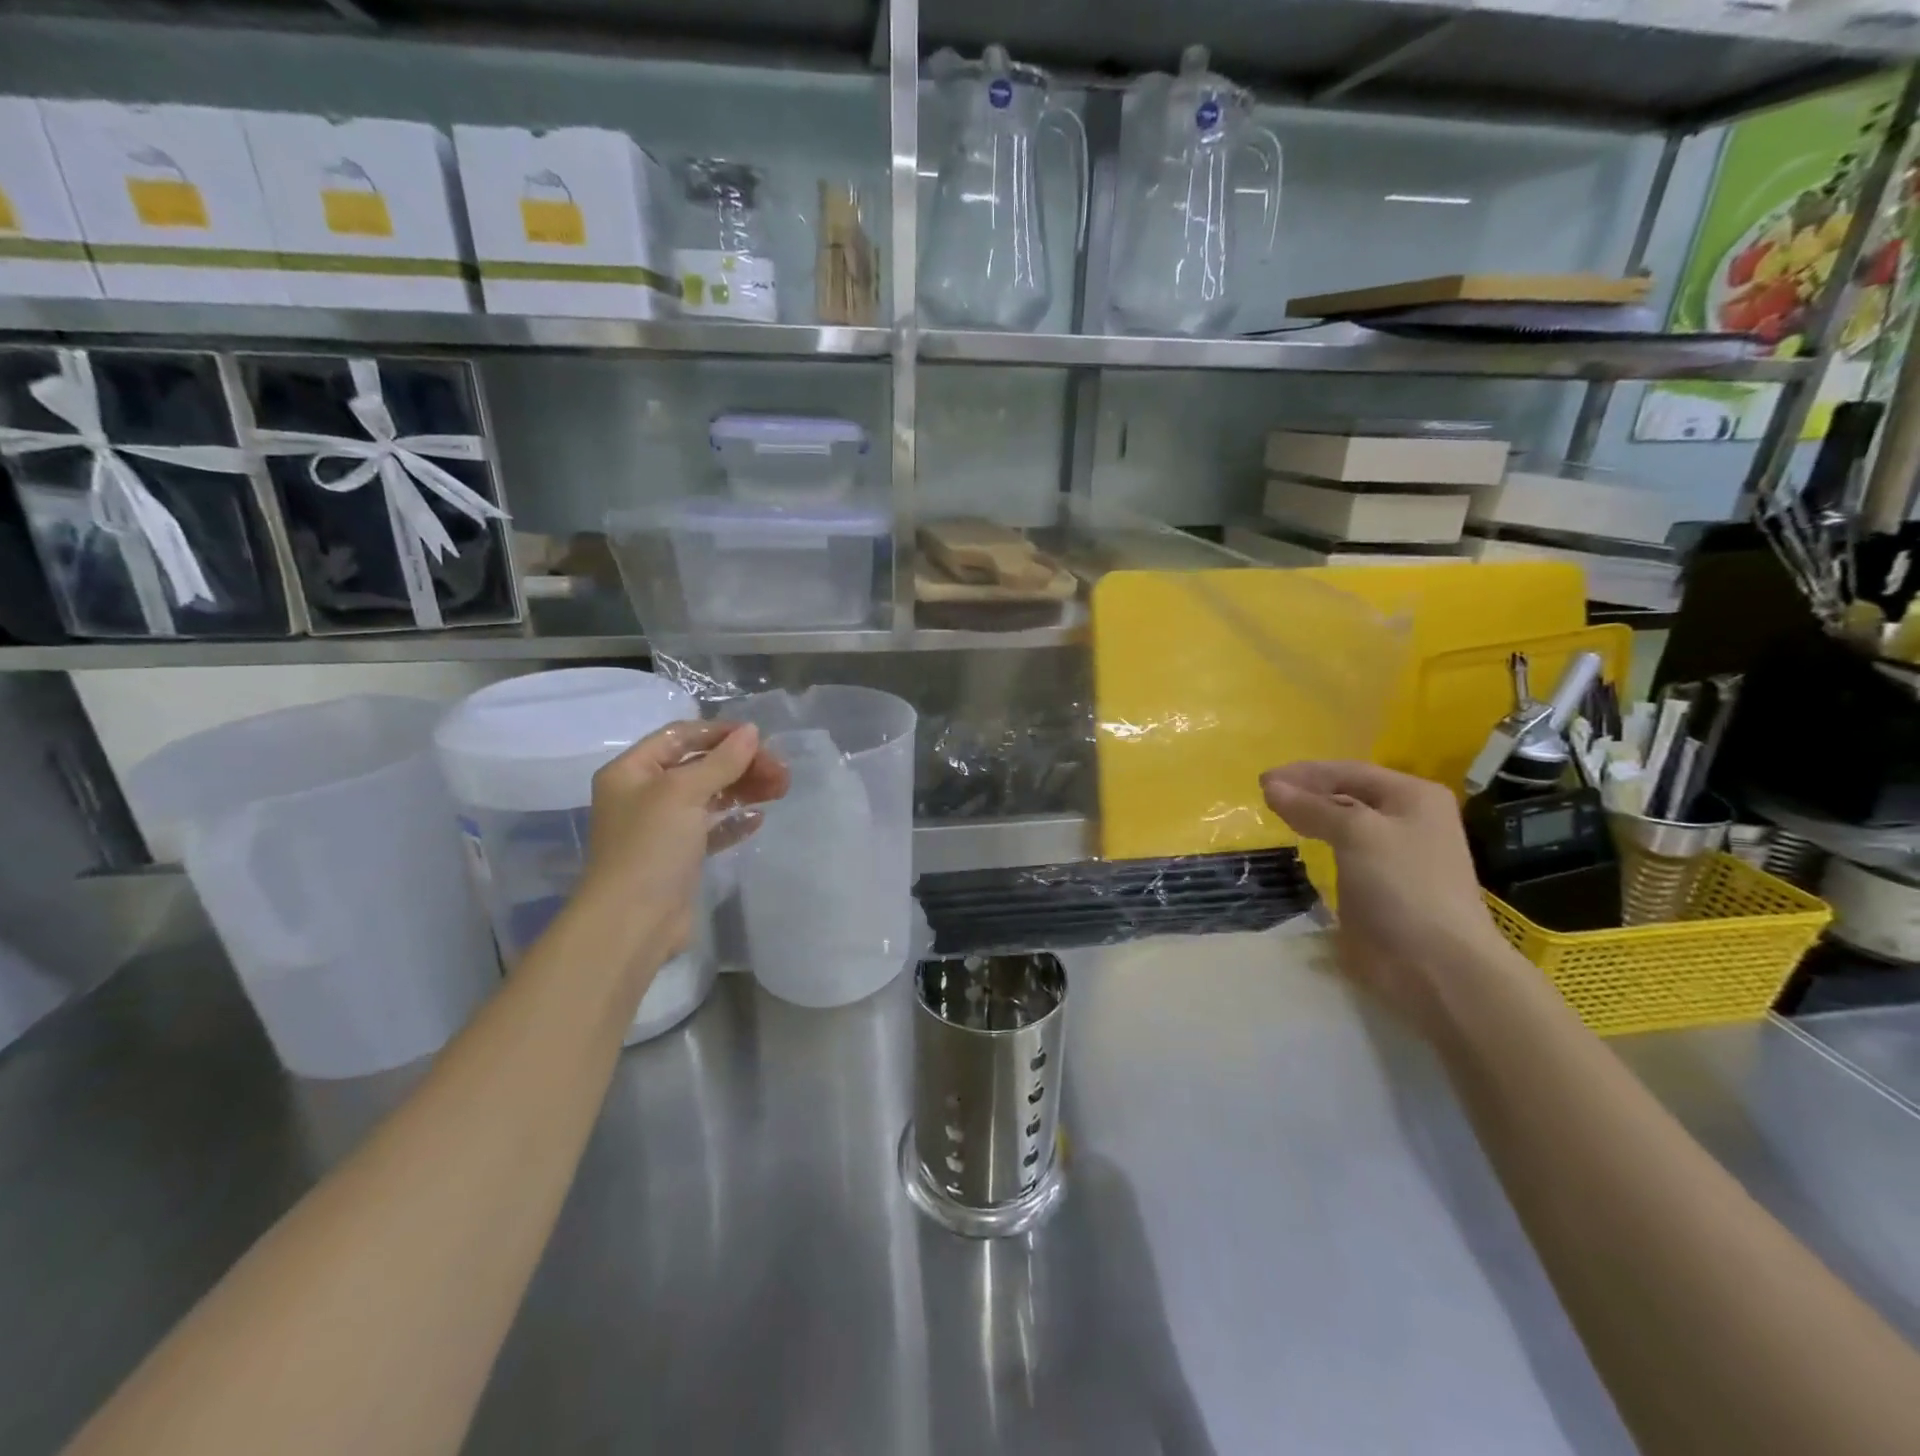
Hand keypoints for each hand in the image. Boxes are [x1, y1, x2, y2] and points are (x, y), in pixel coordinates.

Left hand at [577, 721, 789, 964]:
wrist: (633, 922)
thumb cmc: (651, 846)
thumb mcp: (684, 793)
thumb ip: (721, 761)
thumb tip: (751, 731)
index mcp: (632, 771)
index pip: (679, 736)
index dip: (719, 733)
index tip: (759, 737)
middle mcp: (644, 794)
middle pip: (699, 765)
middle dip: (740, 763)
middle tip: (780, 769)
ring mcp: (662, 827)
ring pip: (710, 796)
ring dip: (744, 788)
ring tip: (781, 788)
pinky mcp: (680, 856)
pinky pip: (712, 828)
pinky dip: (735, 820)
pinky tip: (759, 818)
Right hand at [1261, 760, 1512, 1037]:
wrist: (1437, 965)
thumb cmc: (1402, 886)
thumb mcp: (1356, 833)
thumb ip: (1312, 807)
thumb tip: (1271, 787)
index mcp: (1413, 796)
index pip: (1349, 771)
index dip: (1304, 773)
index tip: (1262, 780)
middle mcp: (1409, 818)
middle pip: (1348, 793)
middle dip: (1306, 792)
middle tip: (1264, 796)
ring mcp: (1397, 853)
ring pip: (1345, 823)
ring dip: (1311, 816)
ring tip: (1276, 816)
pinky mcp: (1383, 884)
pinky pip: (1345, 851)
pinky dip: (1320, 842)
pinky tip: (1300, 845)